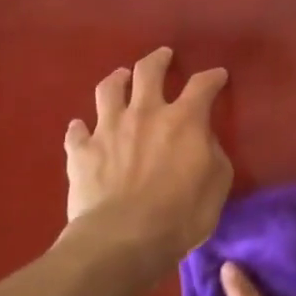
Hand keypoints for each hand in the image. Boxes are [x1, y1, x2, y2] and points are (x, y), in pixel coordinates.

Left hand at [64, 48, 231, 274]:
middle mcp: (144, 113)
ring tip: (121, 77)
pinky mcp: (81, 152)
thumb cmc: (180, 215)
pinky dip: (80, 128)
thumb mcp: (217, 184)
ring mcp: (108, 129)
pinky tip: (81, 128)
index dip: (212, 77)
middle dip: (158, 59)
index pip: (202, 86)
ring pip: (109, 90)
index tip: (218, 75)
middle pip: (149, 72)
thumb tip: (202, 140)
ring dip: (117, 79)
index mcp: (183, 120)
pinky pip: (76, 132)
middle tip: (164, 55)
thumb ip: (212, 153)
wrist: (122, 239)